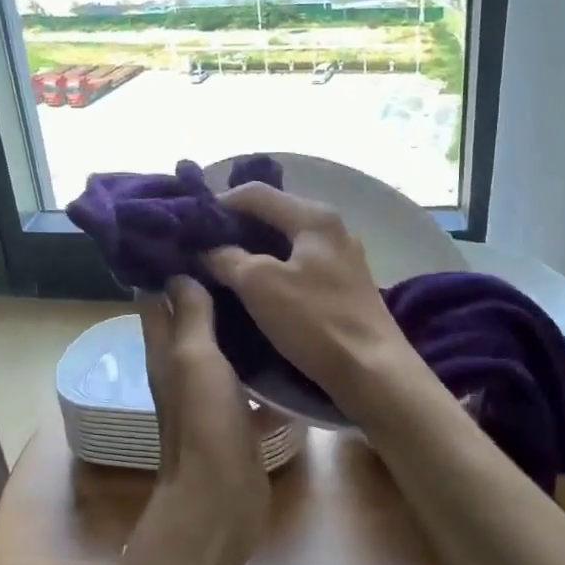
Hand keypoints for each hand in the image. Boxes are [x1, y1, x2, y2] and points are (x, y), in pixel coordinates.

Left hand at [138, 277, 271, 549]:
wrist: (222, 497)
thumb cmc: (204, 422)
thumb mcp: (195, 358)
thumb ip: (190, 315)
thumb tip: (181, 271)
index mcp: (164, 350)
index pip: (155, 297)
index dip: (167, 266)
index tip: (195, 233)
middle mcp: (182, 367)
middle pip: (189, 319)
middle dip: (209, 288)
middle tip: (242, 254)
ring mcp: (209, 393)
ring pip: (221, 347)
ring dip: (237, 323)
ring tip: (267, 287)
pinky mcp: (235, 415)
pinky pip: (248, 381)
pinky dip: (262, 364)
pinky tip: (289, 344)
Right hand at [202, 183, 419, 412]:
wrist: (373, 372)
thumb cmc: (315, 321)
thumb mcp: (259, 285)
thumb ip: (227, 258)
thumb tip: (206, 249)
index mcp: (314, 217)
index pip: (256, 193)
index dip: (219, 203)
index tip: (190, 224)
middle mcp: (332, 228)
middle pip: (273, 214)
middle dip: (235, 228)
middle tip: (201, 246)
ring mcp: (342, 257)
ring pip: (286, 242)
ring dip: (253, 250)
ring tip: (221, 267)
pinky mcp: (344, 285)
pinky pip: (299, 265)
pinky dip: (273, 269)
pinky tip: (255, 289)